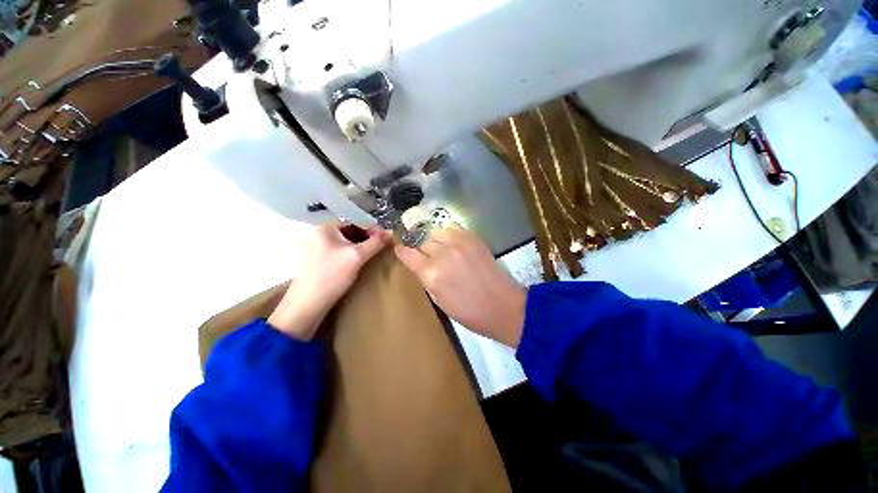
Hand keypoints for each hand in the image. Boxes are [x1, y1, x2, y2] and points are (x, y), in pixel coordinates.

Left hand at [268, 224, 389, 339]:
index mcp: (323, 226)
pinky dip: (352, 250)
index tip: (386, 236)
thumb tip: (392, 233)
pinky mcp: (318, 256)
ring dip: (361, 243)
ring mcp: (316, 244)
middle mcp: (318, 231)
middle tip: (382, 244)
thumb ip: (376, 242)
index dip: (372, 227)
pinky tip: (361, 257)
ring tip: (374, 251)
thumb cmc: (332, 275)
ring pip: (345, 238)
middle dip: (367, 235)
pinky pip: (339, 247)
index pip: (353, 219)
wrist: (308, 303)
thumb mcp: (357, 256)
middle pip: (349, 228)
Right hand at [394, 224, 526, 346]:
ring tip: (439, 247)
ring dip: (433, 239)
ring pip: (435, 231)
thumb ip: (426, 278)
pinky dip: (448, 234)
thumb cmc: (469, 312)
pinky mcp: (473, 238)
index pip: (408, 254)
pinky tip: (452, 243)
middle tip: (424, 254)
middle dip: (419, 247)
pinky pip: (452, 228)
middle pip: (421, 241)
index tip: (400, 249)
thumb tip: (420, 264)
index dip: (402, 251)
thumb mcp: (439, 301)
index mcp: (431, 274)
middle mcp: (442, 253)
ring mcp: (459, 243)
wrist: (502, 306)